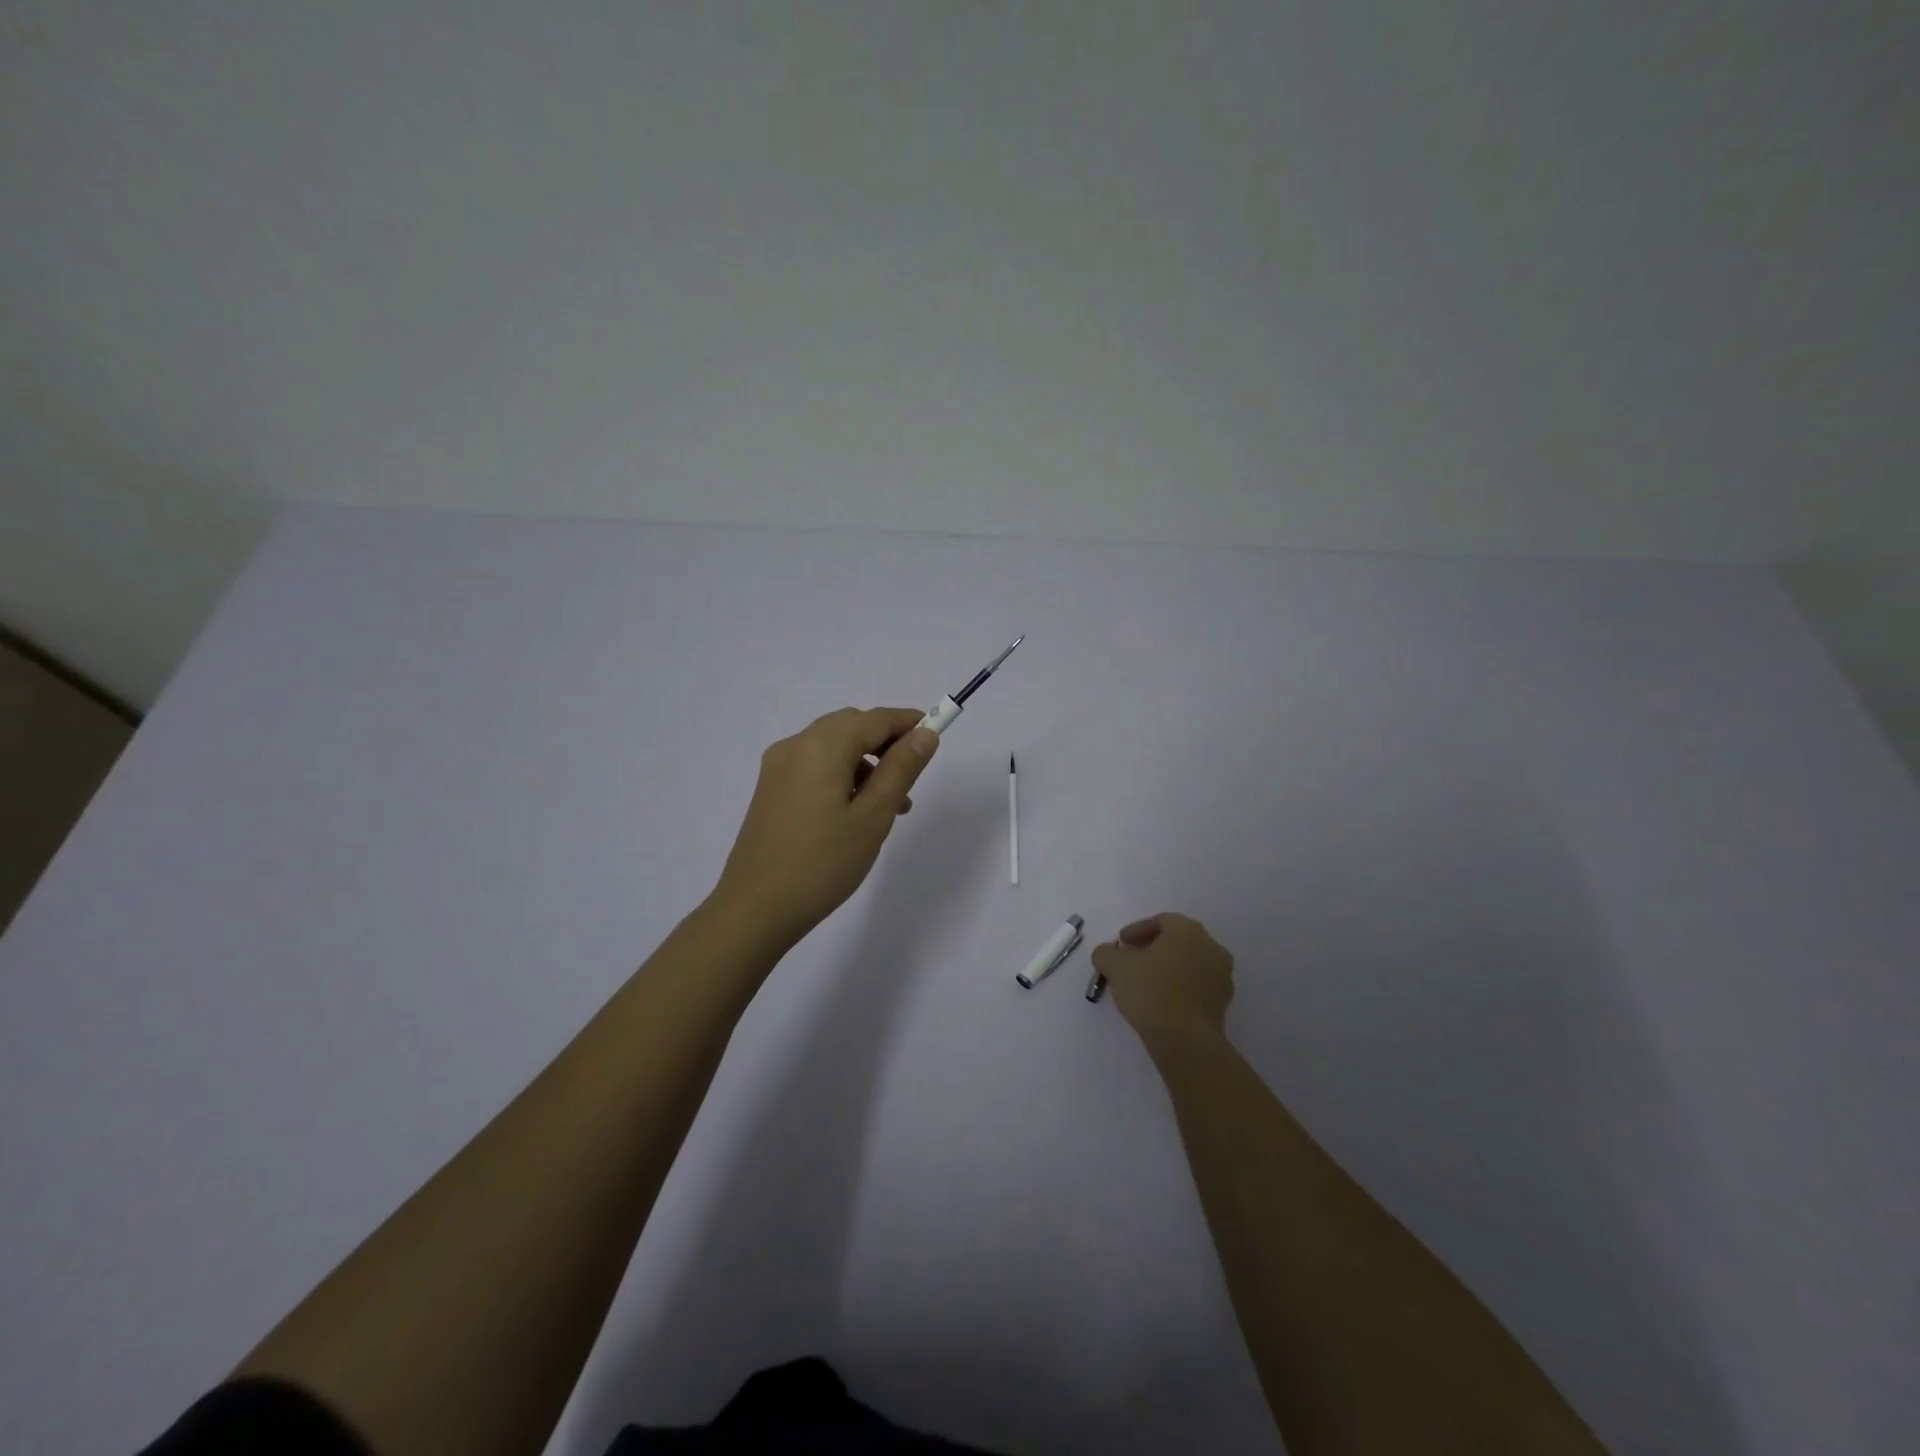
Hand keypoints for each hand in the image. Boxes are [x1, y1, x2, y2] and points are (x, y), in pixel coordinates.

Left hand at [712, 707, 939, 946]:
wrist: (755, 909)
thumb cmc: (823, 863)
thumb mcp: (873, 816)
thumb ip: (901, 770)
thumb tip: (924, 734)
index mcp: (822, 746)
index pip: (875, 719)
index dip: (909, 723)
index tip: (936, 737)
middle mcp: (796, 746)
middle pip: (851, 727)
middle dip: (886, 743)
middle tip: (912, 778)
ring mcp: (778, 767)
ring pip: (833, 747)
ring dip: (865, 763)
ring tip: (891, 806)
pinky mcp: (770, 789)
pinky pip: (814, 766)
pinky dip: (841, 775)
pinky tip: (856, 812)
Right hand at [1090, 913, 1234, 1044]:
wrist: (1185, 1040)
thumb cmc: (1151, 991)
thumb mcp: (1114, 966)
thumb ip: (1106, 953)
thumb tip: (1107, 954)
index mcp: (1189, 931)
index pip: (1161, 921)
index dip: (1137, 930)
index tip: (1120, 944)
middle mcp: (1211, 947)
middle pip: (1177, 941)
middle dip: (1152, 948)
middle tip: (1130, 960)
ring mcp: (1222, 977)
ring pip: (1189, 963)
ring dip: (1167, 968)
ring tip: (1144, 983)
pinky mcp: (1223, 1003)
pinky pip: (1196, 986)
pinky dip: (1179, 987)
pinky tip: (1160, 1001)